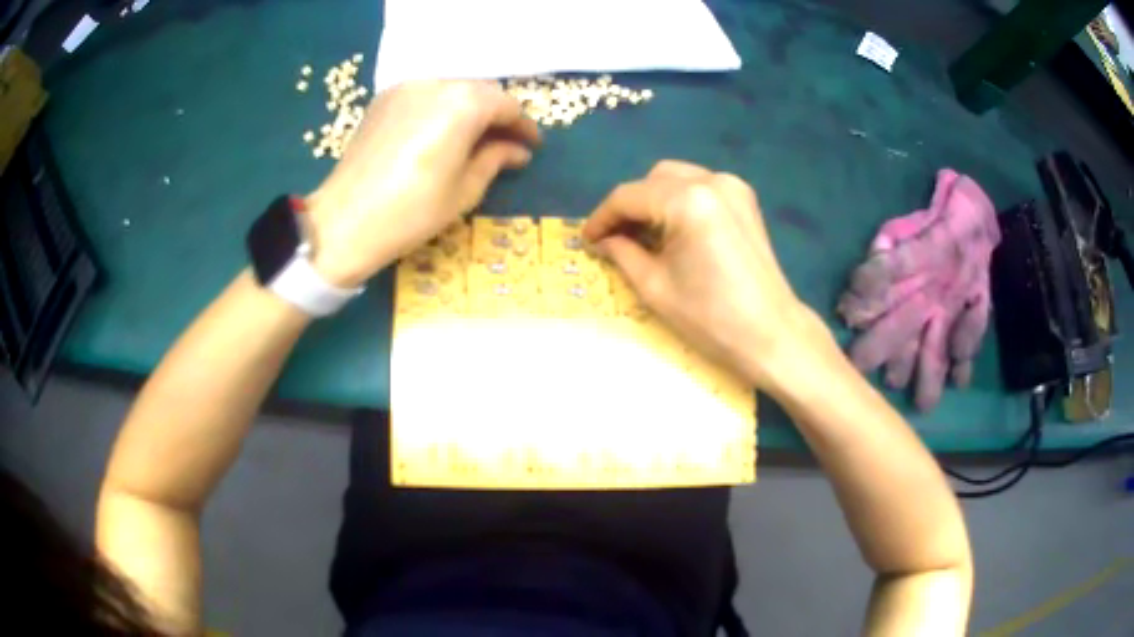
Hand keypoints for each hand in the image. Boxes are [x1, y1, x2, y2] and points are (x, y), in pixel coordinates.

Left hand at [306, 81, 540, 286]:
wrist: (343, 222)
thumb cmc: (411, 213)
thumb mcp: (464, 190)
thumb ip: (495, 159)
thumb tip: (518, 151)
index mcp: (463, 104)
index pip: (506, 105)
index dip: (524, 126)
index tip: (533, 146)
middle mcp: (436, 84)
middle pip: (480, 92)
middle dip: (498, 115)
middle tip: (507, 144)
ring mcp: (405, 88)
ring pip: (452, 90)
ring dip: (470, 110)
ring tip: (475, 139)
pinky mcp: (383, 99)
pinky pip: (425, 95)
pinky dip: (442, 108)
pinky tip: (442, 133)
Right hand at [583, 160, 824, 390]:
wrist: (772, 334)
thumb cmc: (711, 318)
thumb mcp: (655, 287)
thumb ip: (622, 253)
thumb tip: (601, 240)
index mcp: (688, 201)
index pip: (629, 196)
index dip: (602, 217)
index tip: (585, 239)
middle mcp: (712, 181)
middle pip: (653, 180)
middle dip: (629, 207)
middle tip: (615, 239)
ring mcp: (733, 187)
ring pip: (676, 179)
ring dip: (653, 201)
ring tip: (643, 236)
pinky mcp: (745, 199)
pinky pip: (699, 187)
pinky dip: (679, 202)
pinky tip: (673, 231)